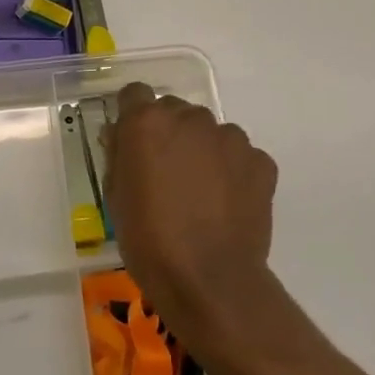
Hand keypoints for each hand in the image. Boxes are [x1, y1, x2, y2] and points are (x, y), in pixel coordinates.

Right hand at [102, 83, 279, 342]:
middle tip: (166, 172)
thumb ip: (118, 155)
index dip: (132, 114)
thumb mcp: (115, 196)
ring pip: (211, 133)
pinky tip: (227, 204)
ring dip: (203, 150)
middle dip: (169, 133)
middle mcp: (190, 118)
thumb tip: (120, 136)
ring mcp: (230, 138)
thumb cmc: (148, 240)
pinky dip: (233, 171)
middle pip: (175, 111)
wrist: (209, 281)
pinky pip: (240, 156)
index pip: (135, 94)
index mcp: (147, 122)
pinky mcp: (260, 162)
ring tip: (201, 192)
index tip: (132, 140)